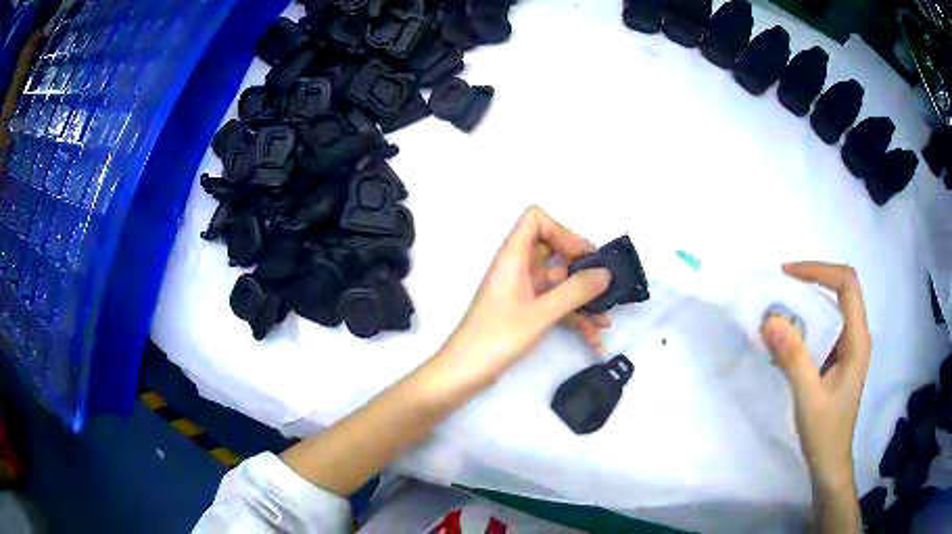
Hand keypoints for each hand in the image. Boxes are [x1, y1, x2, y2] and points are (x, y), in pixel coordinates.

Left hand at [434, 206, 611, 387]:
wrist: (465, 371)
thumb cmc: (498, 336)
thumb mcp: (541, 313)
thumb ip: (575, 291)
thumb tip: (605, 272)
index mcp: (513, 256)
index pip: (535, 219)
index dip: (561, 231)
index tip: (583, 256)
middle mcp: (517, 267)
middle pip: (554, 250)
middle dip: (582, 268)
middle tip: (606, 286)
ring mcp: (521, 290)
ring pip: (558, 282)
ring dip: (582, 299)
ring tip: (606, 321)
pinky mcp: (524, 311)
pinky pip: (554, 304)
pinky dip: (573, 317)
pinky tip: (593, 338)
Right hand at [760, 262, 870, 489]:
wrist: (830, 462)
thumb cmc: (824, 432)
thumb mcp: (807, 397)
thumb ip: (792, 357)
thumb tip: (770, 319)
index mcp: (857, 340)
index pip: (846, 284)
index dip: (819, 270)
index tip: (788, 274)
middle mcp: (857, 336)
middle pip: (841, 289)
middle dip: (812, 280)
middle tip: (781, 287)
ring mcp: (849, 347)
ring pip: (833, 307)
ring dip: (807, 301)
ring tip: (780, 309)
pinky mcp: (839, 358)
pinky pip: (825, 327)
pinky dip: (806, 322)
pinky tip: (787, 338)